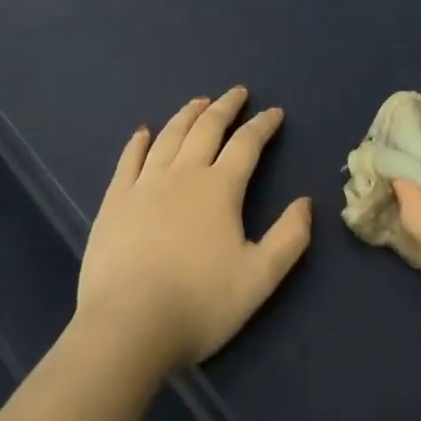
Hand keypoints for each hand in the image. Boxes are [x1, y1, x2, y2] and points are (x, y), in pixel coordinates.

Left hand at [77, 87, 311, 372]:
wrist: (126, 328)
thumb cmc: (198, 304)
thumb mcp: (259, 278)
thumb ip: (289, 238)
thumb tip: (306, 202)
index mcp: (220, 188)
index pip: (247, 143)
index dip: (263, 125)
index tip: (274, 112)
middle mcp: (184, 174)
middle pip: (207, 128)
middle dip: (225, 107)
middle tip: (237, 92)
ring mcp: (145, 185)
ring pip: (170, 136)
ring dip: (187, 115)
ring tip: (198, 102)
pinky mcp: (115, 202)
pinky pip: (129, 161)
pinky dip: (138, 142)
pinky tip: (143, 132)